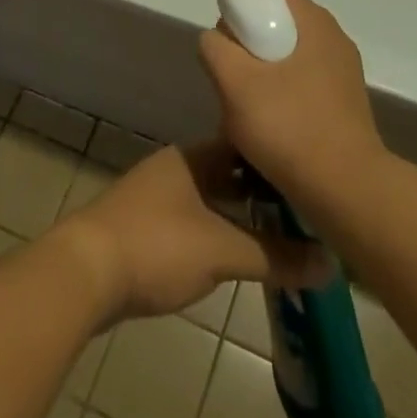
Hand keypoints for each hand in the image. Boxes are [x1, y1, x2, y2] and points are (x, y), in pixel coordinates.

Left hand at [55, 141, 330, 320]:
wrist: (84, 272)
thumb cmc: (157, 245)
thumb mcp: (222, 251)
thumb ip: (276, 256)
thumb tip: (331, 263)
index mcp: (193, 157)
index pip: (244, 144)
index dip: (275, 157)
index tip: (309, 172)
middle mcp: (176, 168)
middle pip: (228, 173)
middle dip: (262, 191)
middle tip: (305, 210)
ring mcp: (157, 197)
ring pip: (211, 198)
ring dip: (240, 214)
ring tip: (280, 234)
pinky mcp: (145, 227)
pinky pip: (195, 221)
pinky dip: (219, 232)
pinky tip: (236, 254)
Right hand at [198, 0, 386, 209]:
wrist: (347, 191)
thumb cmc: (289, 127)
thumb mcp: (235, 83)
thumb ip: (216, 48)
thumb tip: (217, 39)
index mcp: (314, 21)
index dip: (241, 10)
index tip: (225, 44)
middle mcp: (334, 38)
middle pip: (279, 25)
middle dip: (249, 46)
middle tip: (230, 78)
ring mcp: (344, 72)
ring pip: (290, 57)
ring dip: (264, 74)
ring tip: (247, 107)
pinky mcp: (346, 103)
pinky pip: (304, 83)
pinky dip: (283, 94)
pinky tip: (271, 126)